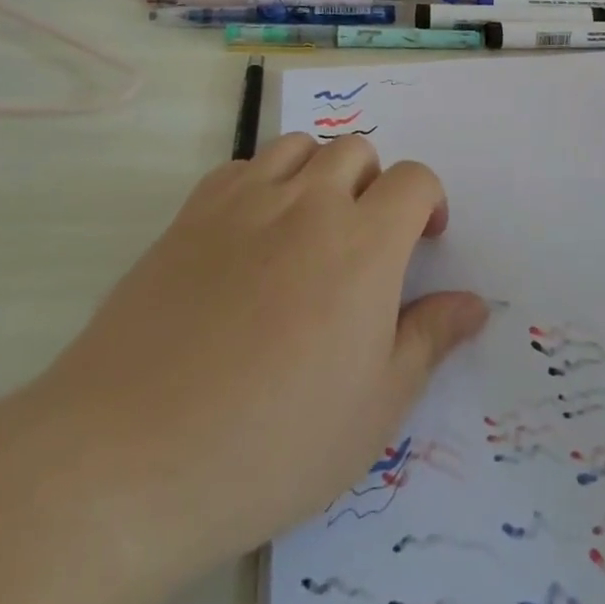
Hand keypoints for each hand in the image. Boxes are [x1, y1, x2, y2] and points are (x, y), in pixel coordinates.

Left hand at [26, 134, 487, 595]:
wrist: (129, 457)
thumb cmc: (271, 441)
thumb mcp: (374, 408)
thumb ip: (429, 340)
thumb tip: (475, 304)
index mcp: (364, 243)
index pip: (415, 179)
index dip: (429, 202)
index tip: (424, 241)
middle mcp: (309, 203)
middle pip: (358, 151)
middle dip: (375, 184)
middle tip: (364, 241)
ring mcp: (245, 201)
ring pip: (300, 147)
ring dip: (320, 173)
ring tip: (309, 227)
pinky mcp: (191, 214)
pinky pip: (242, 166)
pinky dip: (262, 181)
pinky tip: (251, 233)